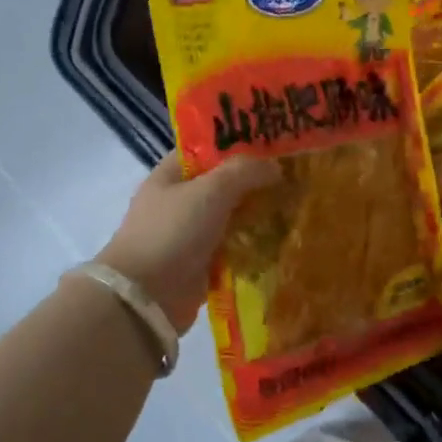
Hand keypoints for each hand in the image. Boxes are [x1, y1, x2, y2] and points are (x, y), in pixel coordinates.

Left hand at [97, 154, 280, 333]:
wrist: (146, 297)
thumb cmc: (173, 232)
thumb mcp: (210, 190)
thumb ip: (244, 172)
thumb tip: (275, 167)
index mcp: (170, 175)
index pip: (207, 149)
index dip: (238, 143)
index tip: (274, 144)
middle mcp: (178, 201)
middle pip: (222, 183)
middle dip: (255, 181)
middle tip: (294, 177)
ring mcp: (187, 234)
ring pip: (230, 216)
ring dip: (257, 214)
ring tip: (295, 207)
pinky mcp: (199, 264)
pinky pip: (231, 247)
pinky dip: (251, 244)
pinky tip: (281, 240)